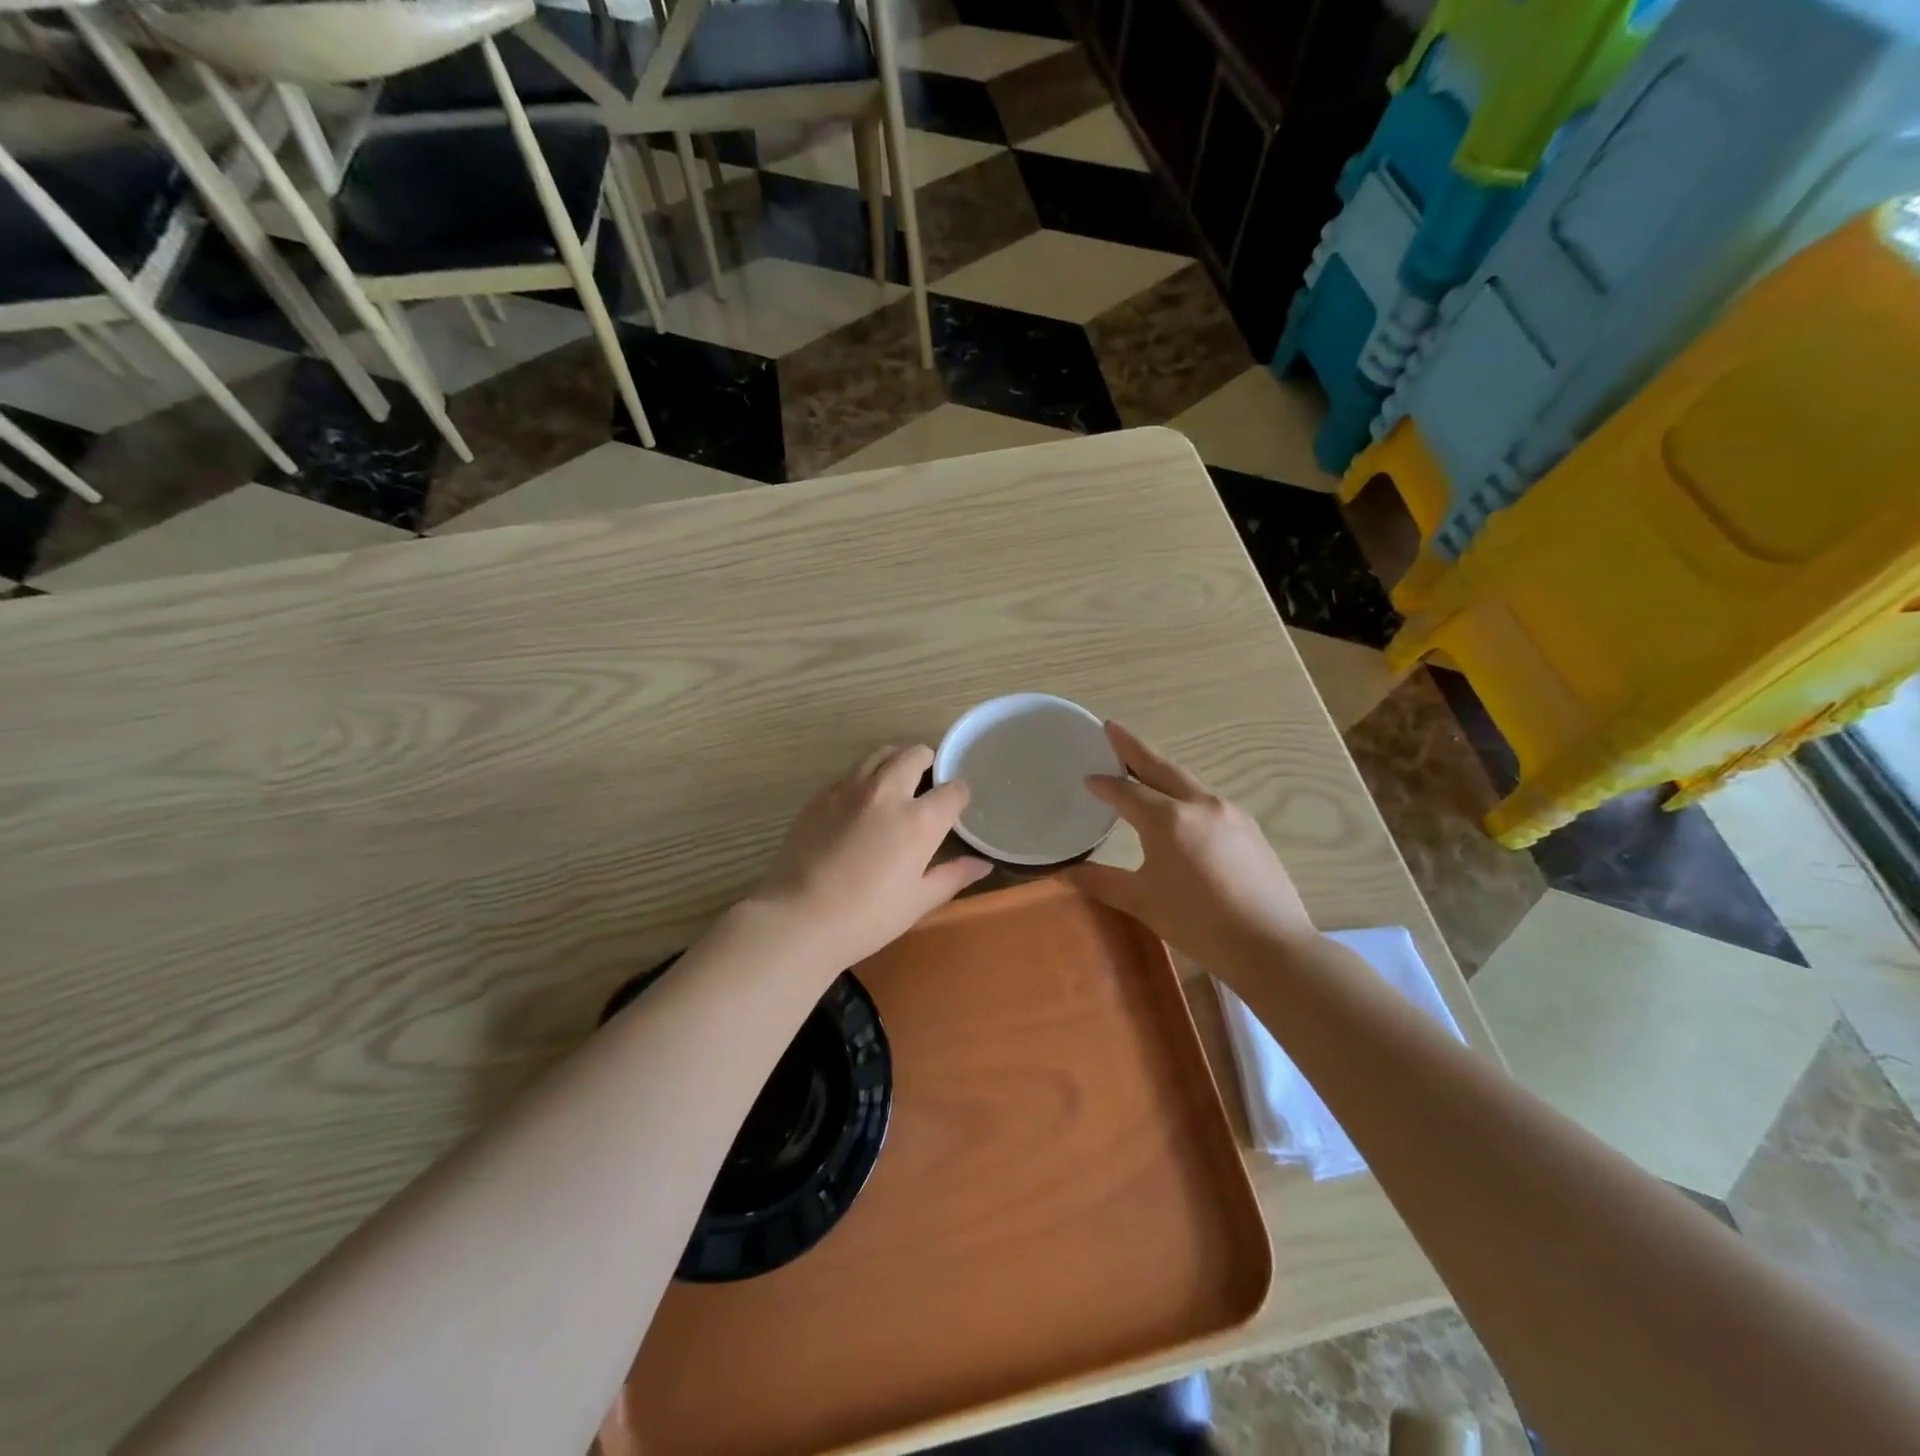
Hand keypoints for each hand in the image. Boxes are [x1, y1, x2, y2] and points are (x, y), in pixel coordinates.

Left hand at [749, 744, 991, 971]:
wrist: (798, 918)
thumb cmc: (867, 917)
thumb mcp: (918, 901)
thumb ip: (953, 875)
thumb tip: (983, 864)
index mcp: (918, 820)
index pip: (953, 789)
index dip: (960, 795)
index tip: (956, 806)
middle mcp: (887, 792)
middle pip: (915, 754)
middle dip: (928, 762)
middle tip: (928, 783)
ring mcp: (849, 789)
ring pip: (880, 754)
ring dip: (896, 761)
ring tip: (896, 783)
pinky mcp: (820, 795)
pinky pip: (851, 773)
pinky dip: (864, 778)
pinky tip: (860, 804)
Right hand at [1065, 723, 1314, 971]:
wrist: (1270, 945)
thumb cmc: (1198, 923)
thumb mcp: (1142, 902)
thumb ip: (1102, 881)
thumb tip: (1065, 873)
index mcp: (1168, 820)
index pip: (1126, 791)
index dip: (1104, 784)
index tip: (1087, 778)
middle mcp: (1199, 804)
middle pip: (1160, 766)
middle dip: (1133, 747)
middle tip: (1112, 728)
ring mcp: (1229, 812)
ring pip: (1187, 779)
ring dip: (1161, 767)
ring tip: (1141, 762)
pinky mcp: (1248, 826)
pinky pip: (1207, 797)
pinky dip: (1184, 789)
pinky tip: (1180, 802)